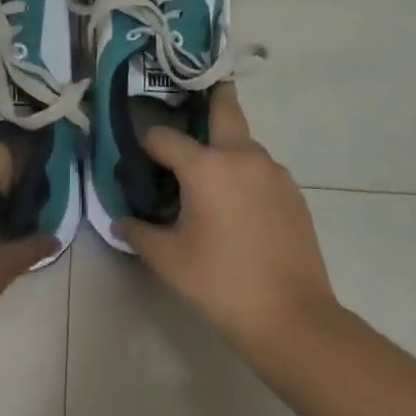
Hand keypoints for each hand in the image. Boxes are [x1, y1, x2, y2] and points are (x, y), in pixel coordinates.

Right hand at [120, 86, 339, 359]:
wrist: (294, 319)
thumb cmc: (221, 284)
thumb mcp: (167, 261)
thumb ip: (138, 232)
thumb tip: (122, 219)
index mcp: (206, 166)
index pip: (163, 136)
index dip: (146, 142)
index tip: (138, 153)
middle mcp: (242, 156)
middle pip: (224, 106)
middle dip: (207, 95)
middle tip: (189, 98)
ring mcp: (273, 172)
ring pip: (243, 142)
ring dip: (224, 146)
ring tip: (208, 176)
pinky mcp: (293, 192)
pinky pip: (261, 169)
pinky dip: (244, 173)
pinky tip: (236, 206)